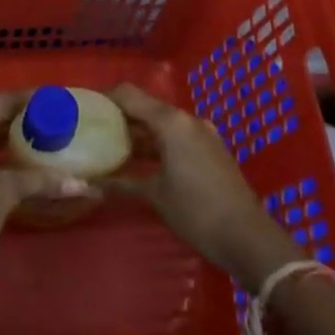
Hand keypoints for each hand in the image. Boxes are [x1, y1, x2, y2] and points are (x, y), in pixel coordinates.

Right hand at [107, 84, 299, 290]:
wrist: (250, 239)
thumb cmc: (197, 212)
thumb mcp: (156, 196)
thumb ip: (123, 183)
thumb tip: (90, 184)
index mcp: (171, 122)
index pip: (129, 95)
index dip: (106, 98)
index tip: (85, 108)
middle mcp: (187, 119)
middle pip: (146, 107)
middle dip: (121, 118)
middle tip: (95, 131)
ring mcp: (203, 134)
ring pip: (163, 123)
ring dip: (140, 133)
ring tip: (114, 148)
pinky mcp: (212, 150)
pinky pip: (177, 137)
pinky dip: (158, 144)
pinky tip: (143, 162)